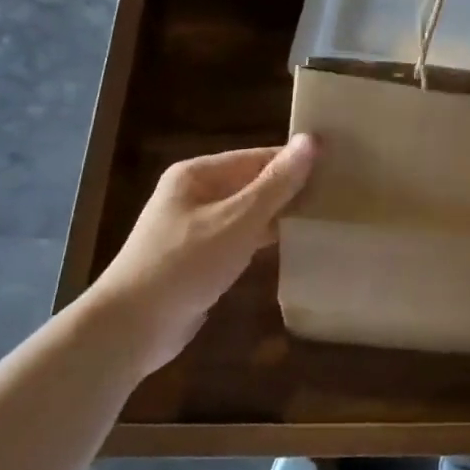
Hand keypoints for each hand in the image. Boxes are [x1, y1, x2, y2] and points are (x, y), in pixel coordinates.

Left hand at [85, 136, 317, 375]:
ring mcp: (196, 228)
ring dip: (281, 214)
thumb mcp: (237, 220)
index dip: (296, 161)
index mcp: (198, 174)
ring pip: (250, 212)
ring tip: (326, 215)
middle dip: (292, 188)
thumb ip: (277, 183)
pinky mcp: (201, 259)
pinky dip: (266, 238)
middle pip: (254, 183)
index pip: (258, 157)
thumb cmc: (184, 264)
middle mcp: (195, 194)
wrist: (130, 329)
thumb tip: (312, 140)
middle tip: (340, 193)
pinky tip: (296, 244)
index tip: (339, 166)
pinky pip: (242, 238)